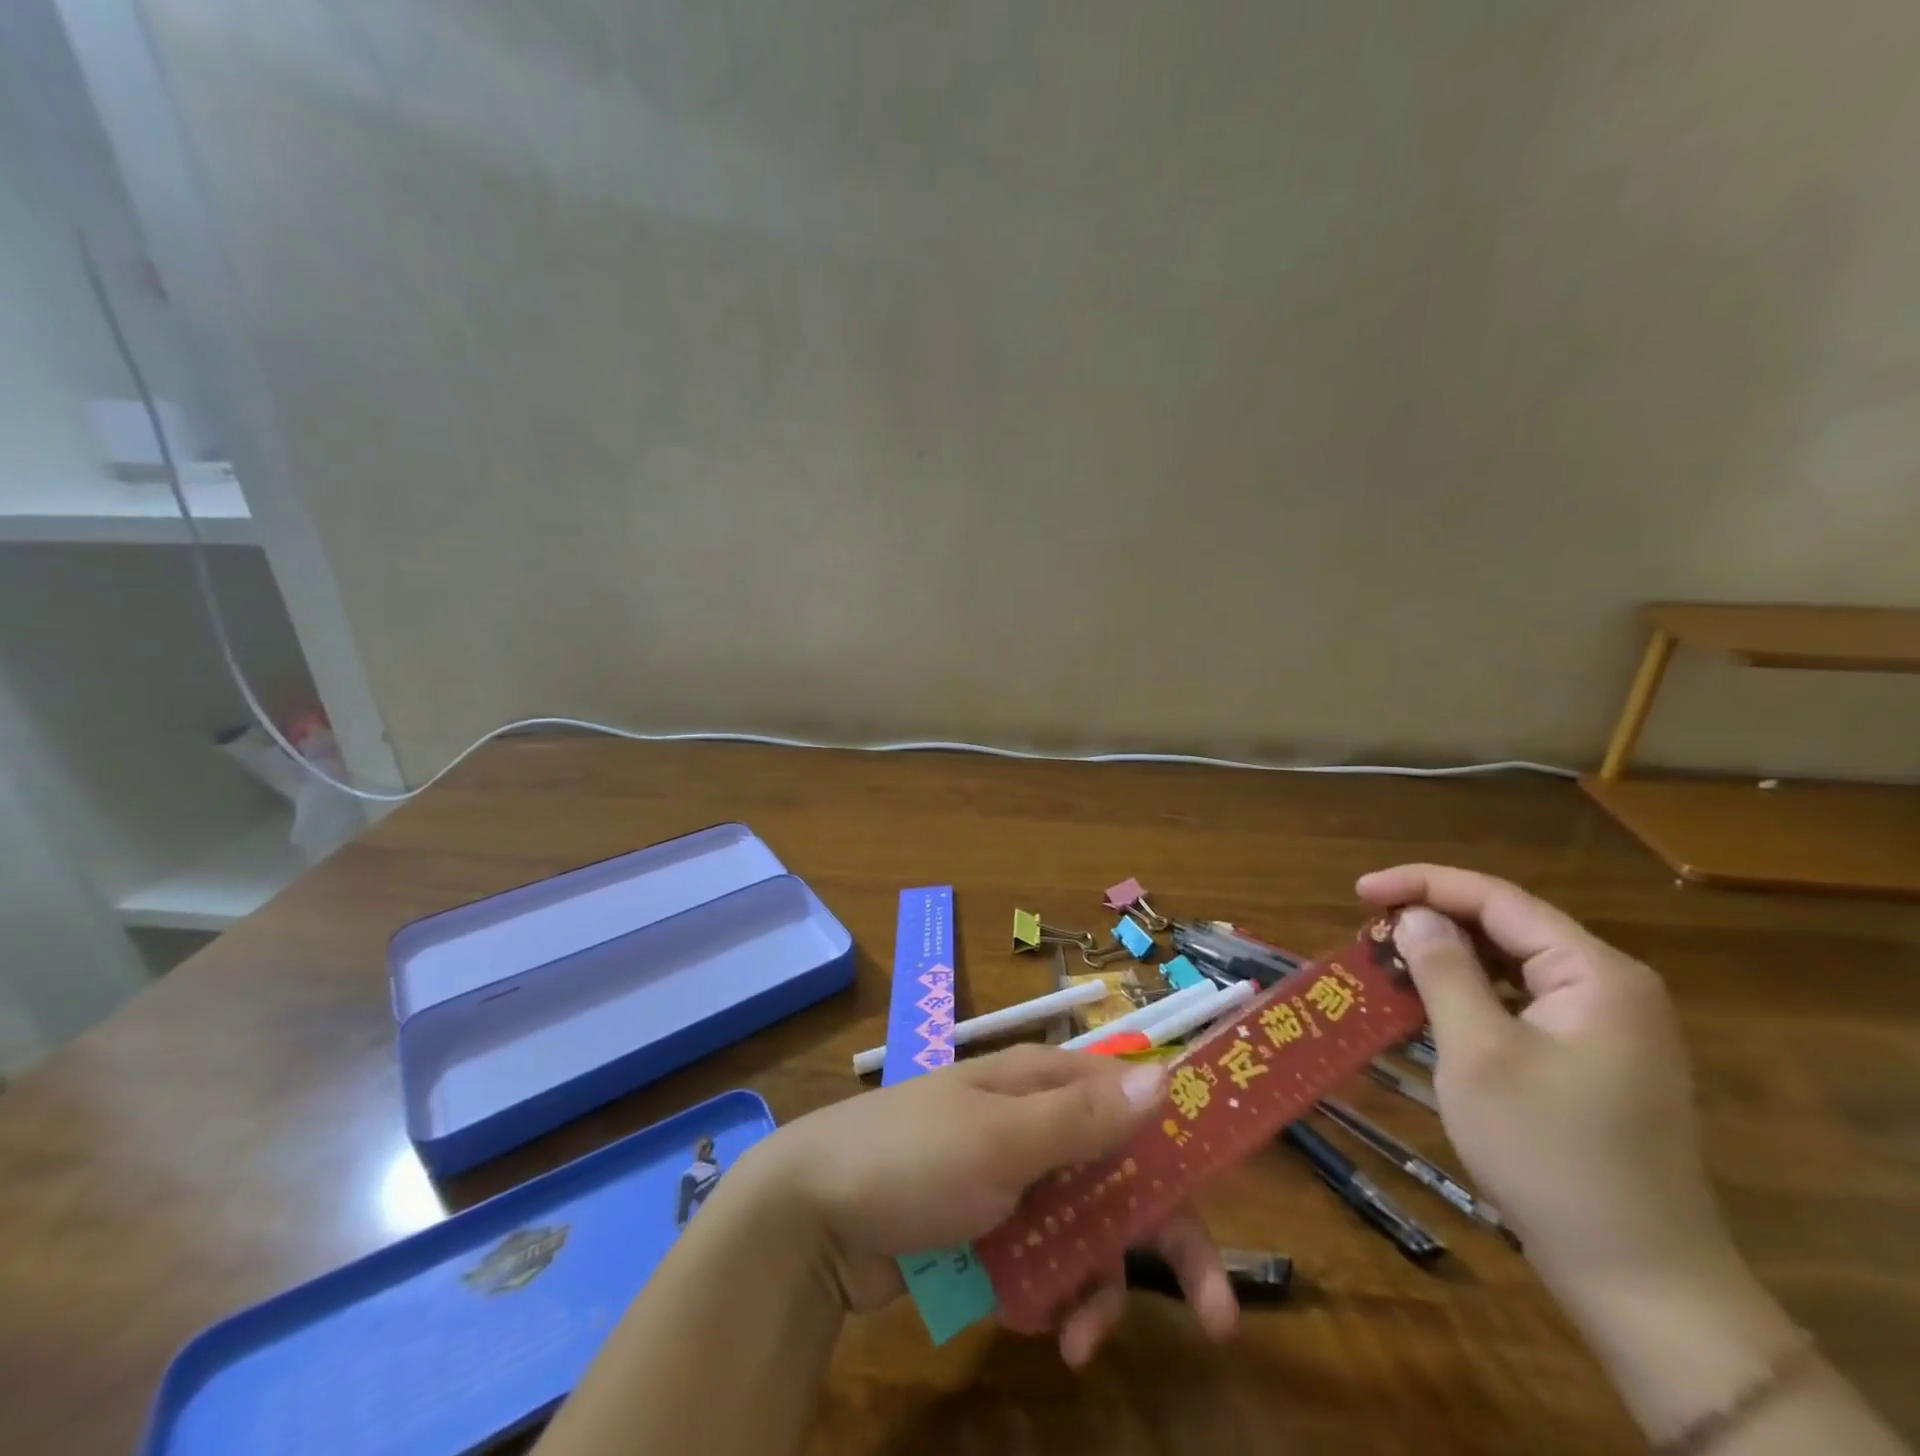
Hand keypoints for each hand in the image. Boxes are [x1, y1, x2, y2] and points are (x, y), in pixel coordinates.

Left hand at [733, 1045, 1237, 1364]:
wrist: (815, 1214)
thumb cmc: (912, 1159)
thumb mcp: (1000, 1138)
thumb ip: (1081, 1117)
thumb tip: (1164, 1076)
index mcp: (1043, 1084)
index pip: (1133, 1108)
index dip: (1182, 1156)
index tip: (1222, 1214)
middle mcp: (1036, 1124)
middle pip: (1121, 1178)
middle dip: (1162, 1245)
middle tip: (1215, 1320)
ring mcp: (1012, 1178)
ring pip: (1087, 1231)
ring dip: (1094, 1286)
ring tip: (1072, 1338)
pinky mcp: (989, 1227)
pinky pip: (1043, 1261)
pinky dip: (1048, 1294)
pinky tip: (1029, 1322)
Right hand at [1355, 865, 1733, 1299]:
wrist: (1639, 1277)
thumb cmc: (1548, 1153)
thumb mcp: (1478, 1053)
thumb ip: (1444, 971)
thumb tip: (1414, 915)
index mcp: (1595, 974)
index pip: (1497, 899)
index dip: (1421, 884)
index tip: (1359, 891)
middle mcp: (1609, 986)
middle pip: (1507, 925)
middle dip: (1433, 918)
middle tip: (1367, 928)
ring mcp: (1607, 1025)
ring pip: (1512, 962)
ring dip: (1447, 955)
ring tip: (1387, 959)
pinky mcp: (1593, 1058)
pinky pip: (1522, 1000)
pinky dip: (1471, 992)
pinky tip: (1429, 1002)